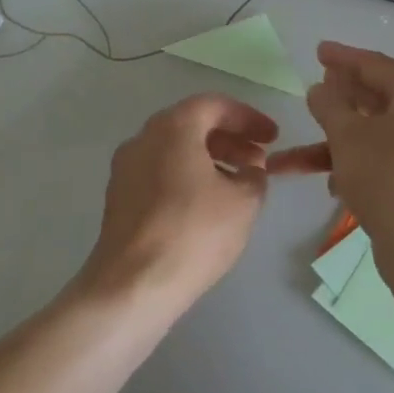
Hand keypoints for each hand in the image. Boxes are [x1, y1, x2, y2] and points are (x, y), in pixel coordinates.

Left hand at [80, 95, 281, 307]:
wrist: (132, 286)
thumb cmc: (194, 232)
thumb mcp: (244, 201)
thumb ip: (254, 175)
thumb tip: (250, 170)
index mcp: (173, 128)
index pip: (215, 105)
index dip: (249, 118)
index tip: (274, 137)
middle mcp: (143, 138)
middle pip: (192, 125)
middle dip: (230, 138)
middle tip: (259, 159)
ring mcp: (126, 169)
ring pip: (175, 150)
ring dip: (210, 158)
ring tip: (239, 184)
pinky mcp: (119, 198)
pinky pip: (161, 172)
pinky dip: (189, 177)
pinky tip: (209, 204)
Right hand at [279, 43, 393, 263]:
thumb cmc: (387, 178)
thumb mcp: (348, 136)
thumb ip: (330, 105)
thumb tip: (320, 89)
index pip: (376, 64)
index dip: (343, 57)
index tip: (318, 51)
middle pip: (378, 99)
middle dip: (339, 100)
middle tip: (314, 91)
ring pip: (376, 136)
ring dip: (336, 143)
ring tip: (296, 156)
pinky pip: (386, 161)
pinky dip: (358, 165)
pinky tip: (330, 184)